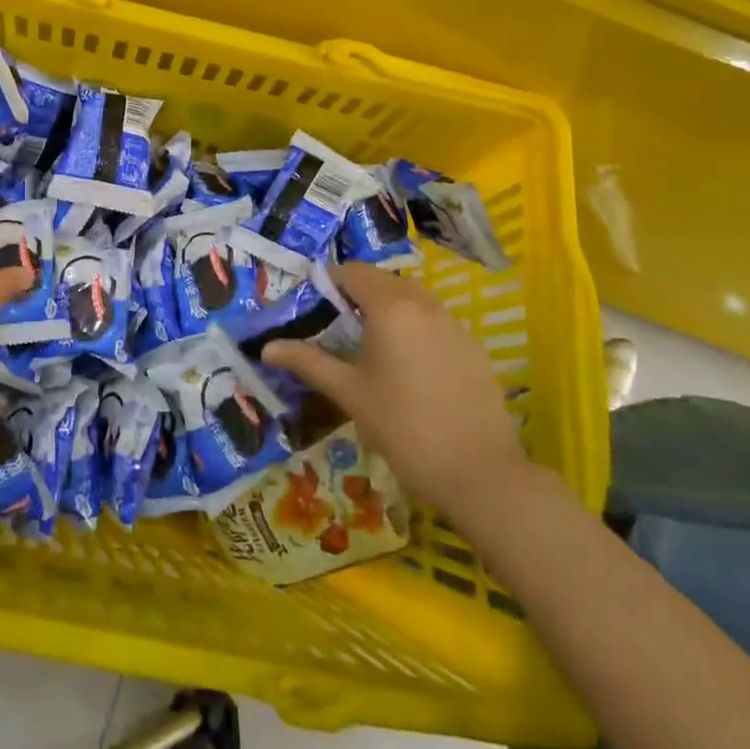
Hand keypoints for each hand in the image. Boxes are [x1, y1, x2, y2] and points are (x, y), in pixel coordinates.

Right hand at [263, 262, 527, 521]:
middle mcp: (425, 304)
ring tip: (369, 345)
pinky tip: (408, 366)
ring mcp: (455, 325)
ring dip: (387, 308)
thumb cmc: (404, 429)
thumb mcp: (349, 394)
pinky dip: (414, 326)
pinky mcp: (474, 348)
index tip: (312, 307)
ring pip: (412, 298)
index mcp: (391, 308)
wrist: (481, 475)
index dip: (328, 282)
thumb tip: (267, 348)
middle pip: (383, 281)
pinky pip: (435, 320)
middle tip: (336, 326)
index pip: (352, 273)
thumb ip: (308, 362)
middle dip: (357, 294)